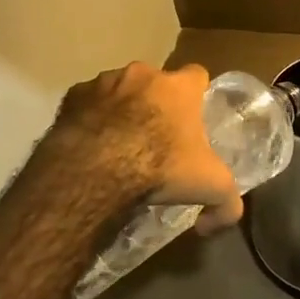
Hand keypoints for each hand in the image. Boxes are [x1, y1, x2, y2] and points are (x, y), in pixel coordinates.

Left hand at [52, 62, 242, 231]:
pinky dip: (89, 118)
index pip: (197, 75)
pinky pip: (86, 104)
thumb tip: (214, 225)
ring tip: (117, 144)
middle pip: (155, 83)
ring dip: (120, 108)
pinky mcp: (73, 96)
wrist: (95, 170)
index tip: (192, 118)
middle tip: (154, 137)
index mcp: (179, 87)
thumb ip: (227, 204)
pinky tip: (90, 146)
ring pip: (118, 90)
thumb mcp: (210, 187)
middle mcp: (143, 74)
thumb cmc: (160, 166)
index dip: (196, 95)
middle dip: (155, 103)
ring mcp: (104, 82)